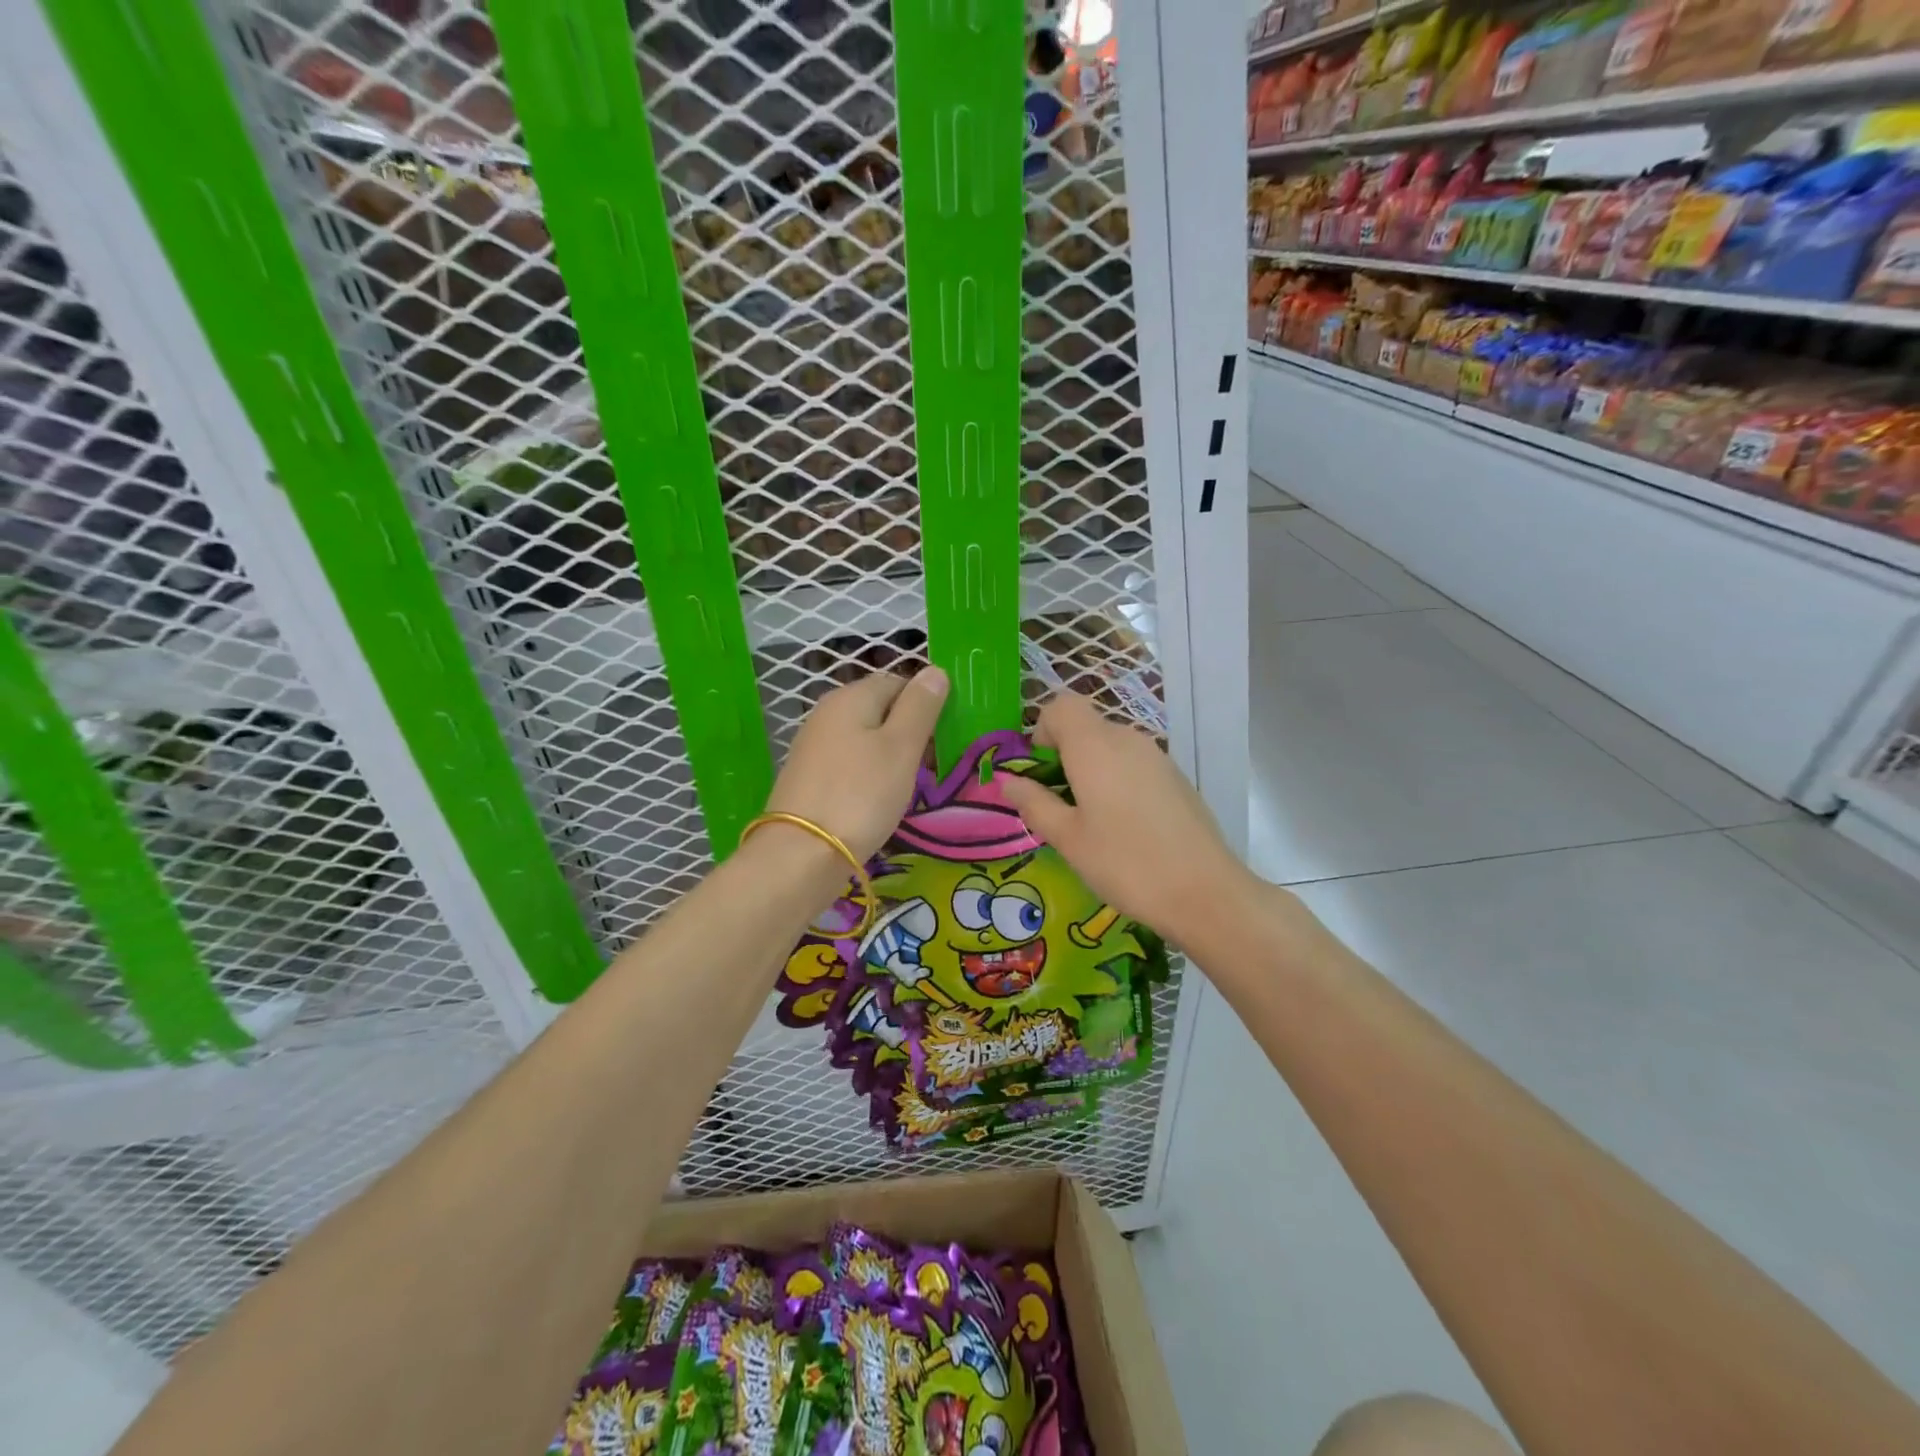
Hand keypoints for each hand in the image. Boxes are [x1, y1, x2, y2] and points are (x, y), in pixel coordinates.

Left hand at [765, 667, 948, 862]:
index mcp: (851, 697)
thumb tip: (935, 670)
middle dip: (908, 732)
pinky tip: (876, 799)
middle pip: (880, 710)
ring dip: (889, 756)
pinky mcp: (808, 776)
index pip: (898, 682)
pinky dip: (868, 774)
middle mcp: (827, 712)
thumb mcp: (901, 747)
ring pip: (864, 738)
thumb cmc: (861, 794)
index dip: (924, 704)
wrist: (802, 853)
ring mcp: (813, 745)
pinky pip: (849, 763)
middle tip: (928, 765)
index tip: (942, 737)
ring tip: (906, 785)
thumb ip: (920, 707)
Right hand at [995, 692, 1254, 945]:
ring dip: (1091, 769)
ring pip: (1111, 746)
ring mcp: (1157, 757)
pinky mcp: (1176, 777)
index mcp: (1094, 746)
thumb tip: (1008, 781)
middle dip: (1064, 755)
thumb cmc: (1125, 863)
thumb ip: (1035, 804)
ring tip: (1091, 820)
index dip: (1042, 729)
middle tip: (1059, 805)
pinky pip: (1134, 764)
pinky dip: (1118, 780)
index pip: (1061, 706)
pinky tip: (1125, 826)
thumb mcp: (1068, 839)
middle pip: (1086, 726)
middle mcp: (1127, 739)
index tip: (1040, 771)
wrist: (1205, 891)